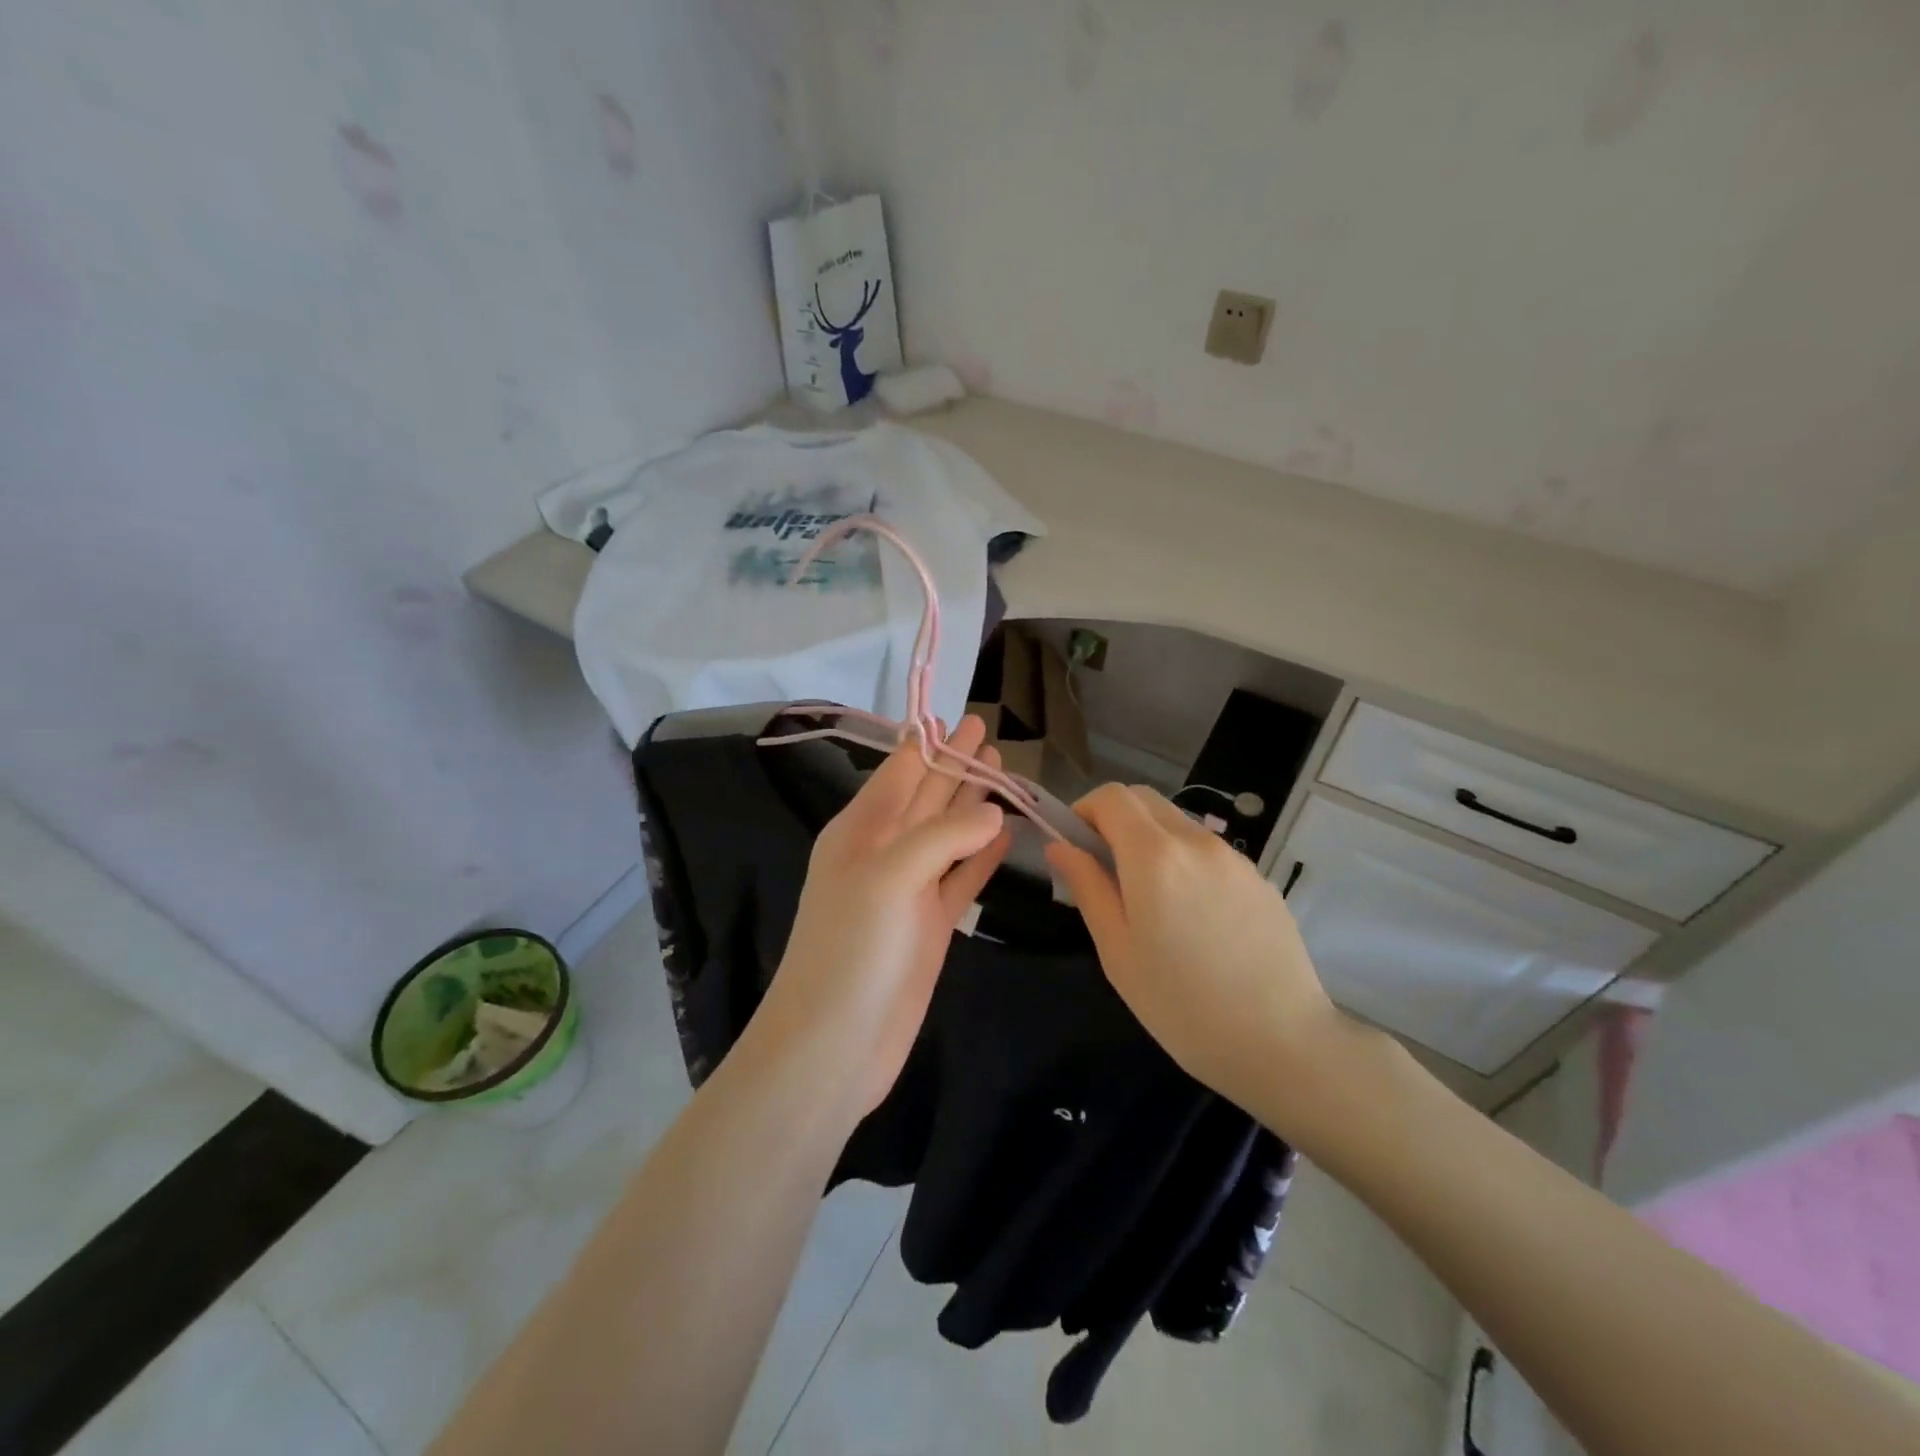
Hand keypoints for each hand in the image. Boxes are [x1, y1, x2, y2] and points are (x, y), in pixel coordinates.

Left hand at [751, 715, 1011, 1117]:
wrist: (834, 1046)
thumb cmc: (851, 951)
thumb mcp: (888, 877)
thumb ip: (942, 837)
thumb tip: (994, 811)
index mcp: (860, 832)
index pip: (899, 772)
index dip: (927, 742)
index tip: (954, 713)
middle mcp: (884, 853)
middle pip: (927, 795)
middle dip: (955, 763)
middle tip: (988, 730)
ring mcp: (910, 891)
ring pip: (949, 833)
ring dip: (973, 802)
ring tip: (1004, 770)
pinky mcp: (932, 926)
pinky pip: (963, 877)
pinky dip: (984, 854)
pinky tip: (1005, 832)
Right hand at [1045, 784, 1350, 1114]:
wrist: (1282, 1043)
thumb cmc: (1180, 1004)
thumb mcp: (1116, 950)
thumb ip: (1087, 887)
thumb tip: (1060, 847)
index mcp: (1154, 855)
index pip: (1111, 796)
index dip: (1084, 811)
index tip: (1075, 848)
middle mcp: (1196, 841)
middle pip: (1145, 800)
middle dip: (1115, 819)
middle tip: (1105, 869)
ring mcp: (1234, 858)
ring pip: (1178, 823)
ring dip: (1151, 839)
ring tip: (1151, 900)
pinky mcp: (1260, 879)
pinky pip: (1209, 852)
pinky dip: (1185, 861)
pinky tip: (1193, 917)